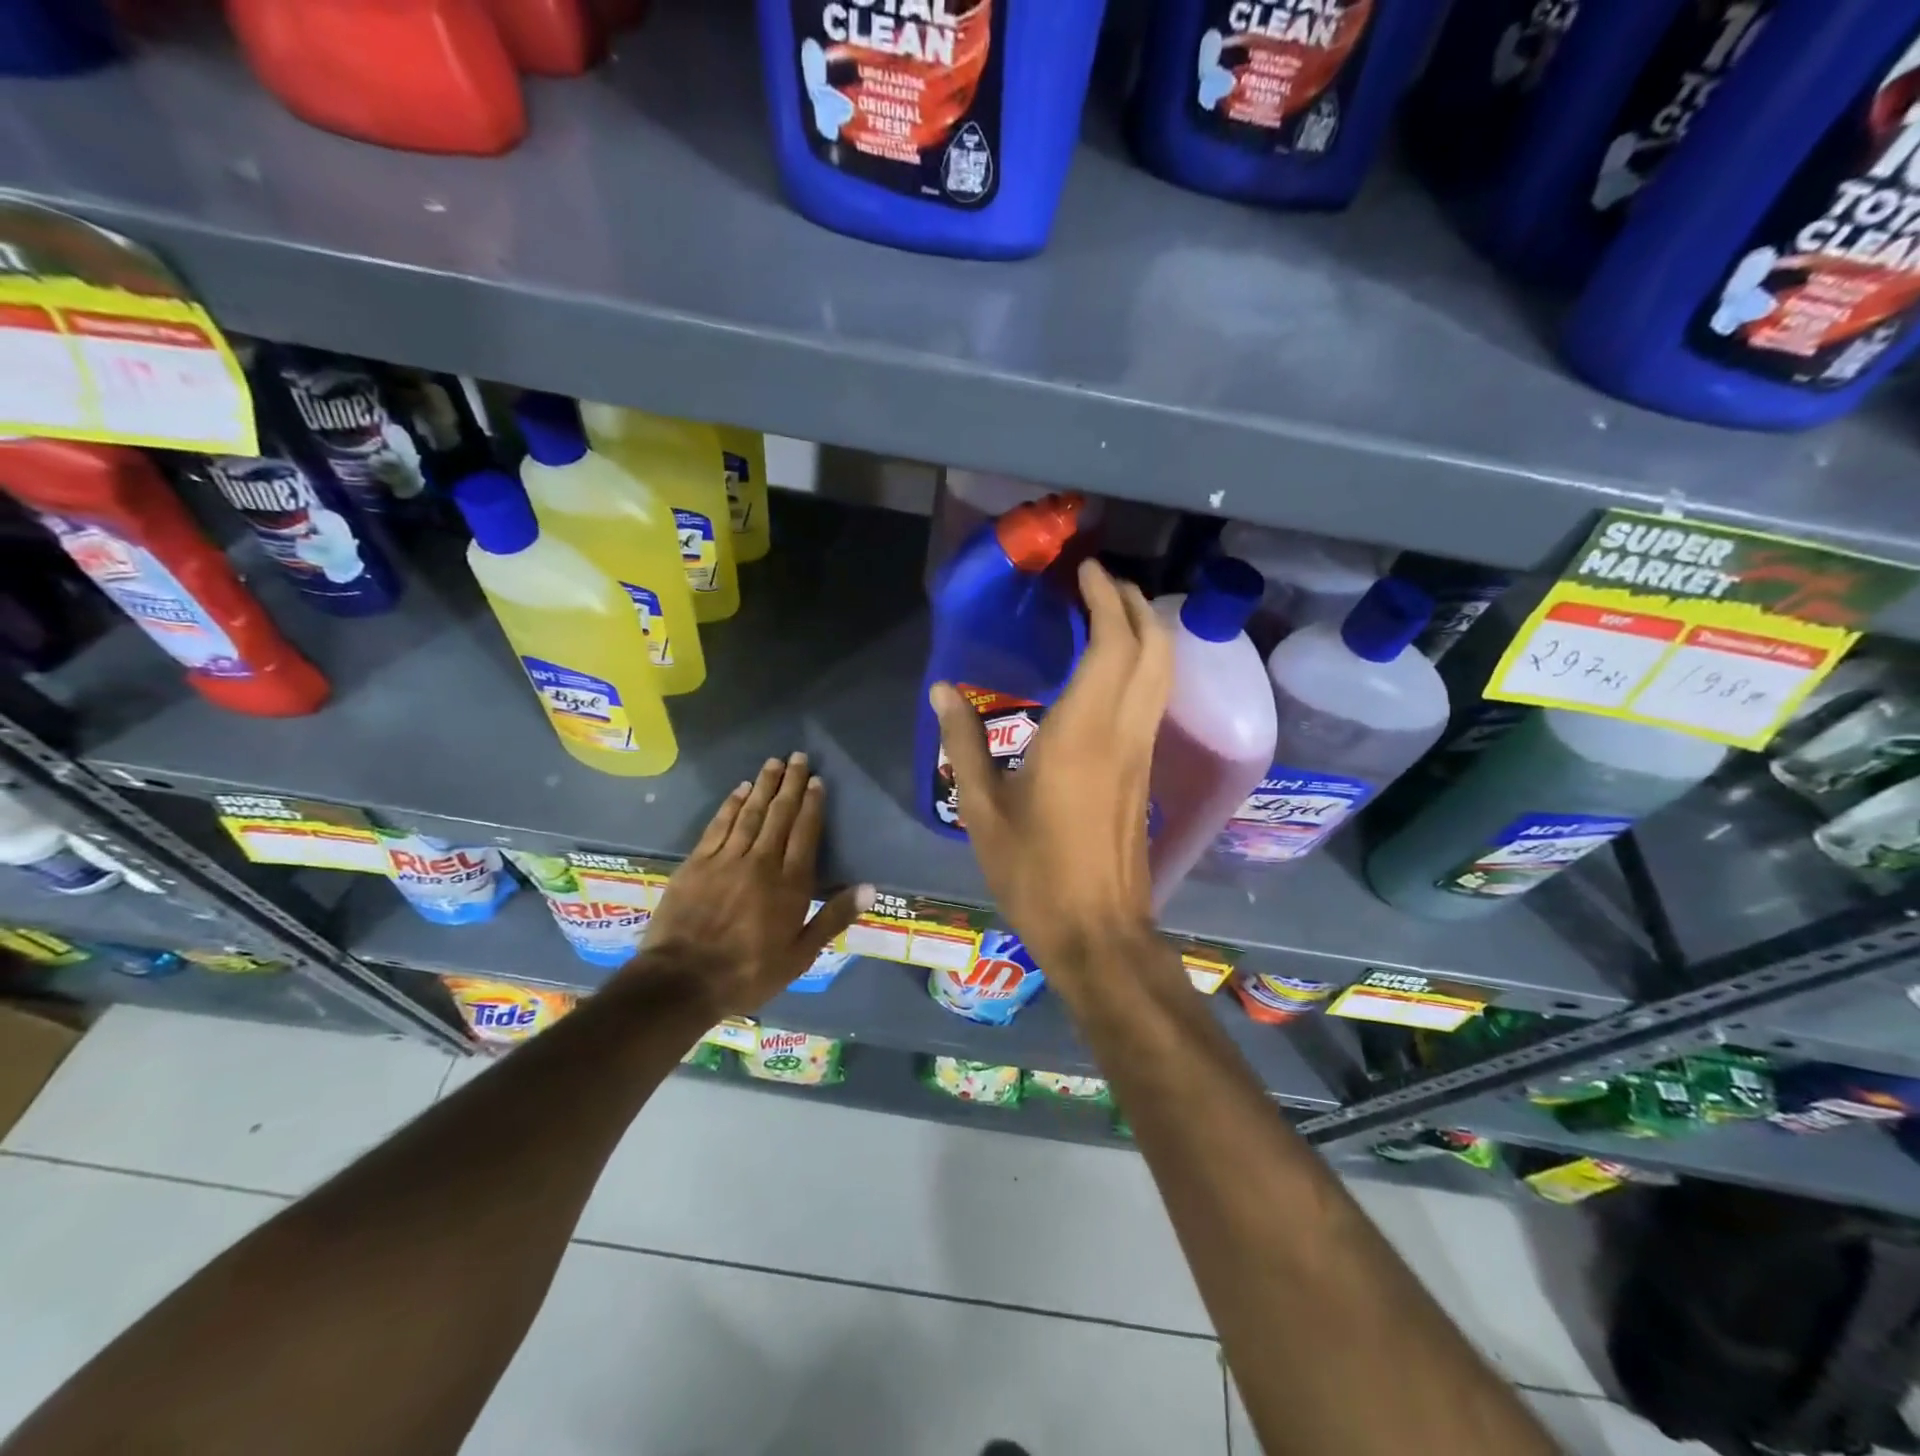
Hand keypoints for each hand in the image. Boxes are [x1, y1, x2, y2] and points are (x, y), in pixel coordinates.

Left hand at [622, 753, 870, 1017]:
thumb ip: (833, 918)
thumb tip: (869, 888)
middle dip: (791, 784)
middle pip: (779, 815)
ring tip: (773, 763)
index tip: (817, 781)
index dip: (812, 805)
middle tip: (798, 757)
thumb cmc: (748, 973)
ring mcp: (726, 859)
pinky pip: (719, 825)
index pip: (805, 833)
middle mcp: (761, 863)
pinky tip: (740, 790)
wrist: (682, 981)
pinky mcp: (697, 863)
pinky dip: (731, 805)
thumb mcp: (800, 955)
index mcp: (789, 884)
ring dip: (763, 786)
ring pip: (750, 814)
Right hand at [930, 559, 1174, 992]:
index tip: (1087, 571)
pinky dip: (1143, 665)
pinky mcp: (1146, 772)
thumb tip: (943, 691)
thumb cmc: (1034, 872)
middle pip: (1152, 648)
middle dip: (1134, 604)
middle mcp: (1123, 732)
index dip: (1106, 599)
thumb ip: (963, 744)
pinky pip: (1155, 699)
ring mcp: (1142, 752)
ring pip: (1162, 673)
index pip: (1113, 645)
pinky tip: (1113, 670)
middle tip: (1102, 583)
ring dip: (1145, 631)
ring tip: (1110, 613)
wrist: (1098, 930)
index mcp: (1081, 733)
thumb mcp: (983, 810)